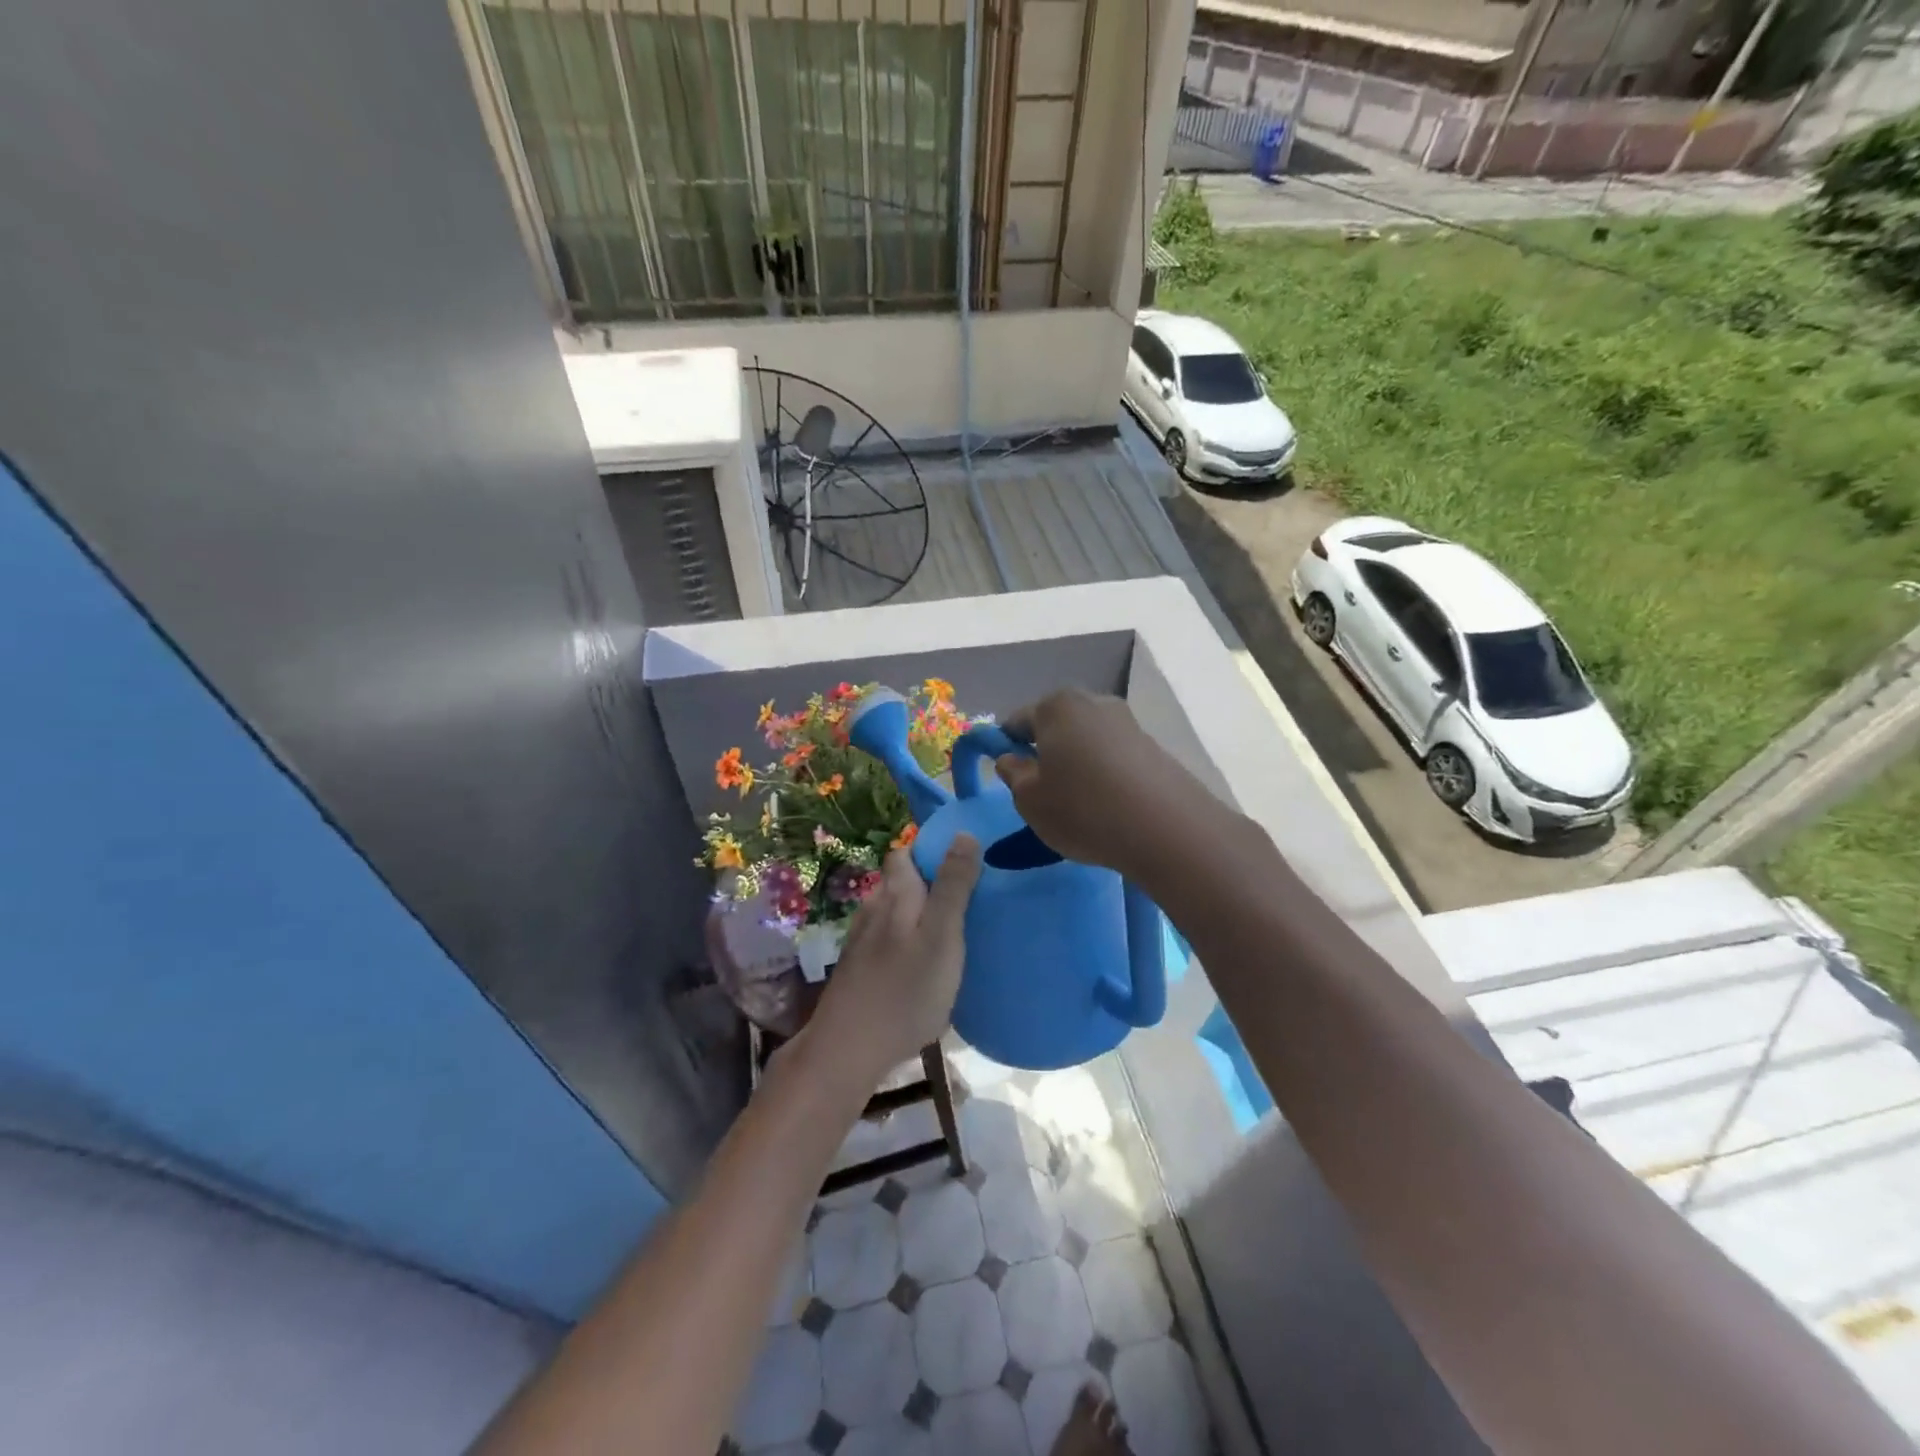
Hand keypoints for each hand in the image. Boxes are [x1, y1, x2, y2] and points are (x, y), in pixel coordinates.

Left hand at [805, 836, 981, 1083]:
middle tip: (965, 899)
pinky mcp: (857, 968)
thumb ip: (954, 886)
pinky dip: (904, 940)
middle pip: (899, 882)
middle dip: (928, 883)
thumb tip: (964, 833)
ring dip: (916, 913)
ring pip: (892, 912)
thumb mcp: (942, 936)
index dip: (930, 850)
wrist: (848, 1050)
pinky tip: (920, 963)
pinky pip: (886, 939)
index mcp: (895, 894)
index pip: (905, 852)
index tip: (963, 861)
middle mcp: (873, 908)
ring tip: (947, 930)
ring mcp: (860, 939)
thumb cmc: (905, 991)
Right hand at [994, 690, 1207, 878]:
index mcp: (1056, 706)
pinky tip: (1108, 804)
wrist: (1165, 829)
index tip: (1009, 776)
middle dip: (1046, 751)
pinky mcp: (1153, 746)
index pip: (1017, 721)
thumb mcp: (1030, 800)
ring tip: (1079, 802)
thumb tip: (1010, 759)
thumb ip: (1012, 774)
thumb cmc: (1082, 809)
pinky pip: (1114, 755)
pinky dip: (1105, 773)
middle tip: (1043, 790)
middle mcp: (1093, 702)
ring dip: (1077, 762)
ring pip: (1087, 740)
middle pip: (1056, 725)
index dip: (1007, 747)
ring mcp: (1128, 722)